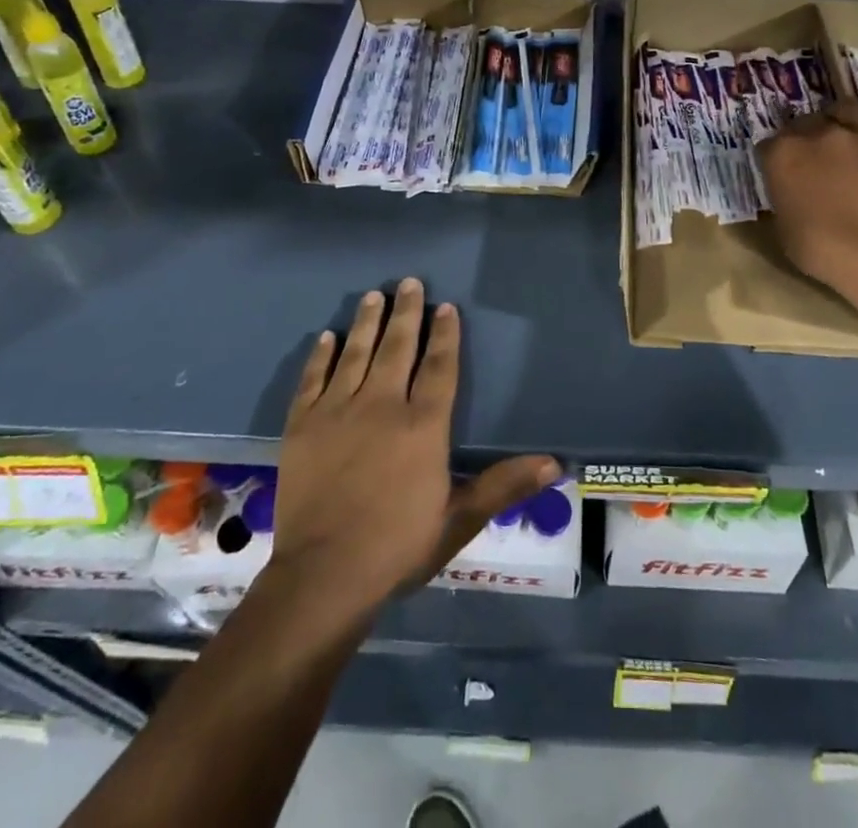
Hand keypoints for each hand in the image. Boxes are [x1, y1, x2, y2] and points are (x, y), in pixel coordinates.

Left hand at [271, 278, 558, 616]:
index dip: (444, 334)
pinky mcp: (302, 425)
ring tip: (373, 295)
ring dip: (367, 322)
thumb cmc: (399, 547)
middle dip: (405, 312)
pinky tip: (328, 337)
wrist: (324, 575)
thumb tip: (555, 463)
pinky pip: (313, 379)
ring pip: (356, 353)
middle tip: (408, 282)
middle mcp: (382, 405)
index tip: (445, 306)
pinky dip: (321, 356)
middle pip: (397, 347)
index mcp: (423, 425)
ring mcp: (338, 411)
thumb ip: (504, 485)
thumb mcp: (459, 519)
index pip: (439, 366)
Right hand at [757, 88, 857, 294]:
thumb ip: (786, 202)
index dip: (775, 157)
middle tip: (814, 154)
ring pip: (851, 110)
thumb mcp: (783, 228)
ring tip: (845, 119)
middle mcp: (819, 135)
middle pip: (808, 122)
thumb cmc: (818, 247)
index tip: (780, 171)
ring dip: (845, 113)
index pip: (770, 145)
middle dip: (808, 133)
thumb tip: (791, 196)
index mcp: (782, 155)